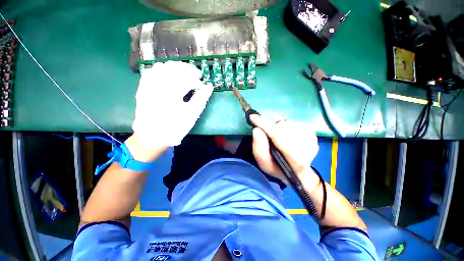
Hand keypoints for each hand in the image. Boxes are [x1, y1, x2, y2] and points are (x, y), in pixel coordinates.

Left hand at [132, 61, 212, 149]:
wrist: (152, 136)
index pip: (187, 79)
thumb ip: (201, 99)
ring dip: (176, 67)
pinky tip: (169, 74)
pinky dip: (162, 69)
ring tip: (185, 73)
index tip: (203, 85)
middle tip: (197, 74)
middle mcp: (158, 85)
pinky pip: (151, 71)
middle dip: (188, 69)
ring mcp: (148, 85)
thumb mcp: (191, 115)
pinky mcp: (143, 88)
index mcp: (171, 93)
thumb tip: (209, 86)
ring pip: (162, 66)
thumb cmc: (175, 127)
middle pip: (174, 68)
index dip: (197, 81)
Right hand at [250, 114, 318, 181]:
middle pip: (283, 127)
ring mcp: (312, 139)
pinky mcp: (313, 134)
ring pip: (288, 124)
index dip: (264, 125)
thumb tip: (256, 130)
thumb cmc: (278, 168)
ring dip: (279, 129)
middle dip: (272, 129)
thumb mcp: (264, 163)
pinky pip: (293, 124)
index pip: (278, 136)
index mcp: (294, 160)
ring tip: (279, 139)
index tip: (252, 117)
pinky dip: (286, 128)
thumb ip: (259, 149)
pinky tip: (287, 137)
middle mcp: (307, 147)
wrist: (298, 171)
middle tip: (269, 137)